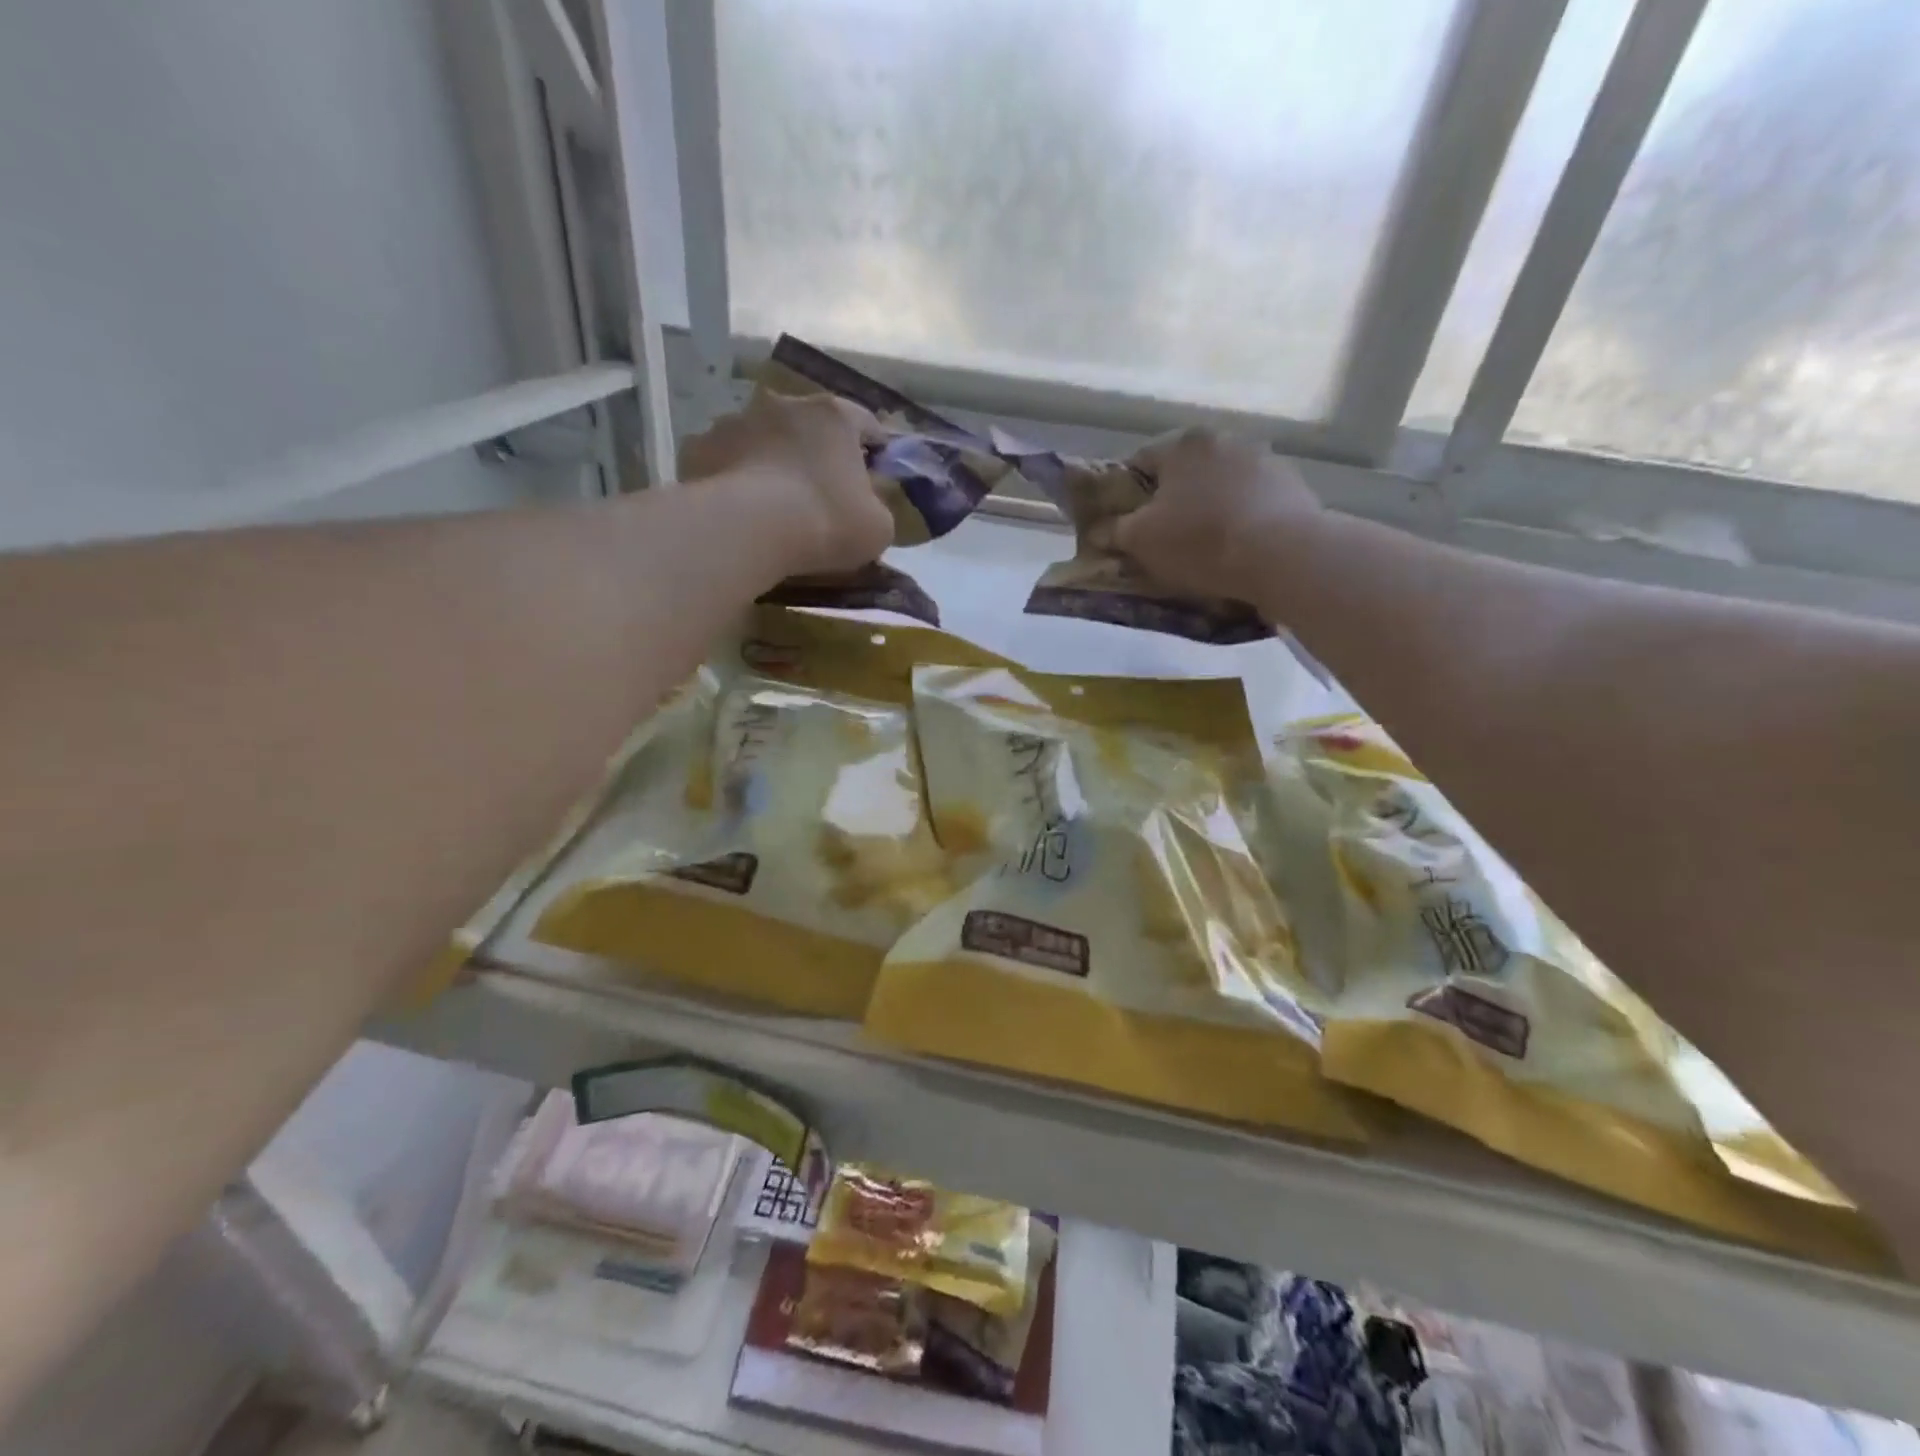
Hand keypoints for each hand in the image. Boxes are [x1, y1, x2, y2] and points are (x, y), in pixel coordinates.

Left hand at [679, 391, 894, 577]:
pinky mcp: (698, 446)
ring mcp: (736, 421)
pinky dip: (733, 479)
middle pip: (808, 426)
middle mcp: (784, 403)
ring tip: (772, 504)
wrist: (748, 530)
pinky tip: (737, 510)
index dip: (874, 450)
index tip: (875, 476)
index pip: (866, 423)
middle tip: (820, 492)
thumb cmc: (826, 522)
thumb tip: (867, 505)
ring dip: (770, 461)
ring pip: (761, 439)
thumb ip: (878, 508)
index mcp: (834, 416)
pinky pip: (724, 461)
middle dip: (815, 452)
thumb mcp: (878, 527)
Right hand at [1112, 429, 1319, 600]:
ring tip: (1203, 547)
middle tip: (1162, 538)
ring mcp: (1264, 460)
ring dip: (1208, 507)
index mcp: (1183, 443)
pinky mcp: (1293, 486)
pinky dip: (1240, 518)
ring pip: (1220, 485)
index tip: (1124, 523)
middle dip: (1171, 500)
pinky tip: (1237, 548)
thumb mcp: (1140, 541)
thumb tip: (1097, 529)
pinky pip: (1252, 501)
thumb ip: (1114, 530)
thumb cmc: (1199, 541)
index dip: (1126, 493)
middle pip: (1184, 472)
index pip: (1140, 461)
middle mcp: (1225, 439)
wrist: (1281, 555)